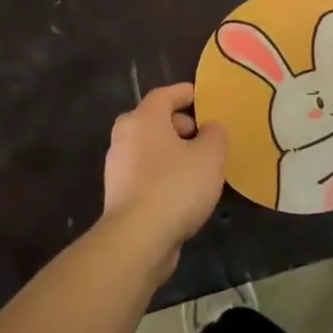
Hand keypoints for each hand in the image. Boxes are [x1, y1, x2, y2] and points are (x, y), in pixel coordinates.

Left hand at [101, 83, 226, 272]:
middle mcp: (124, 137)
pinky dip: (164, 174)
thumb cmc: (175, 186)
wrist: (137, 240)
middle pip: (154, 121)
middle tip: (205, 135)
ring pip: (150, 148)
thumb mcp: (210, 155)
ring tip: (200, 165)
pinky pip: (146, 173)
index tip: (204, 98)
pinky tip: (184, 190)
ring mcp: (118, 168)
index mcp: (143, 119)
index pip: (164, 94)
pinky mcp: (119, 195)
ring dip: (173, 152)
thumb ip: (215, 134)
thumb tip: (209, 128)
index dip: (186, 93)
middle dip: (180, 124)